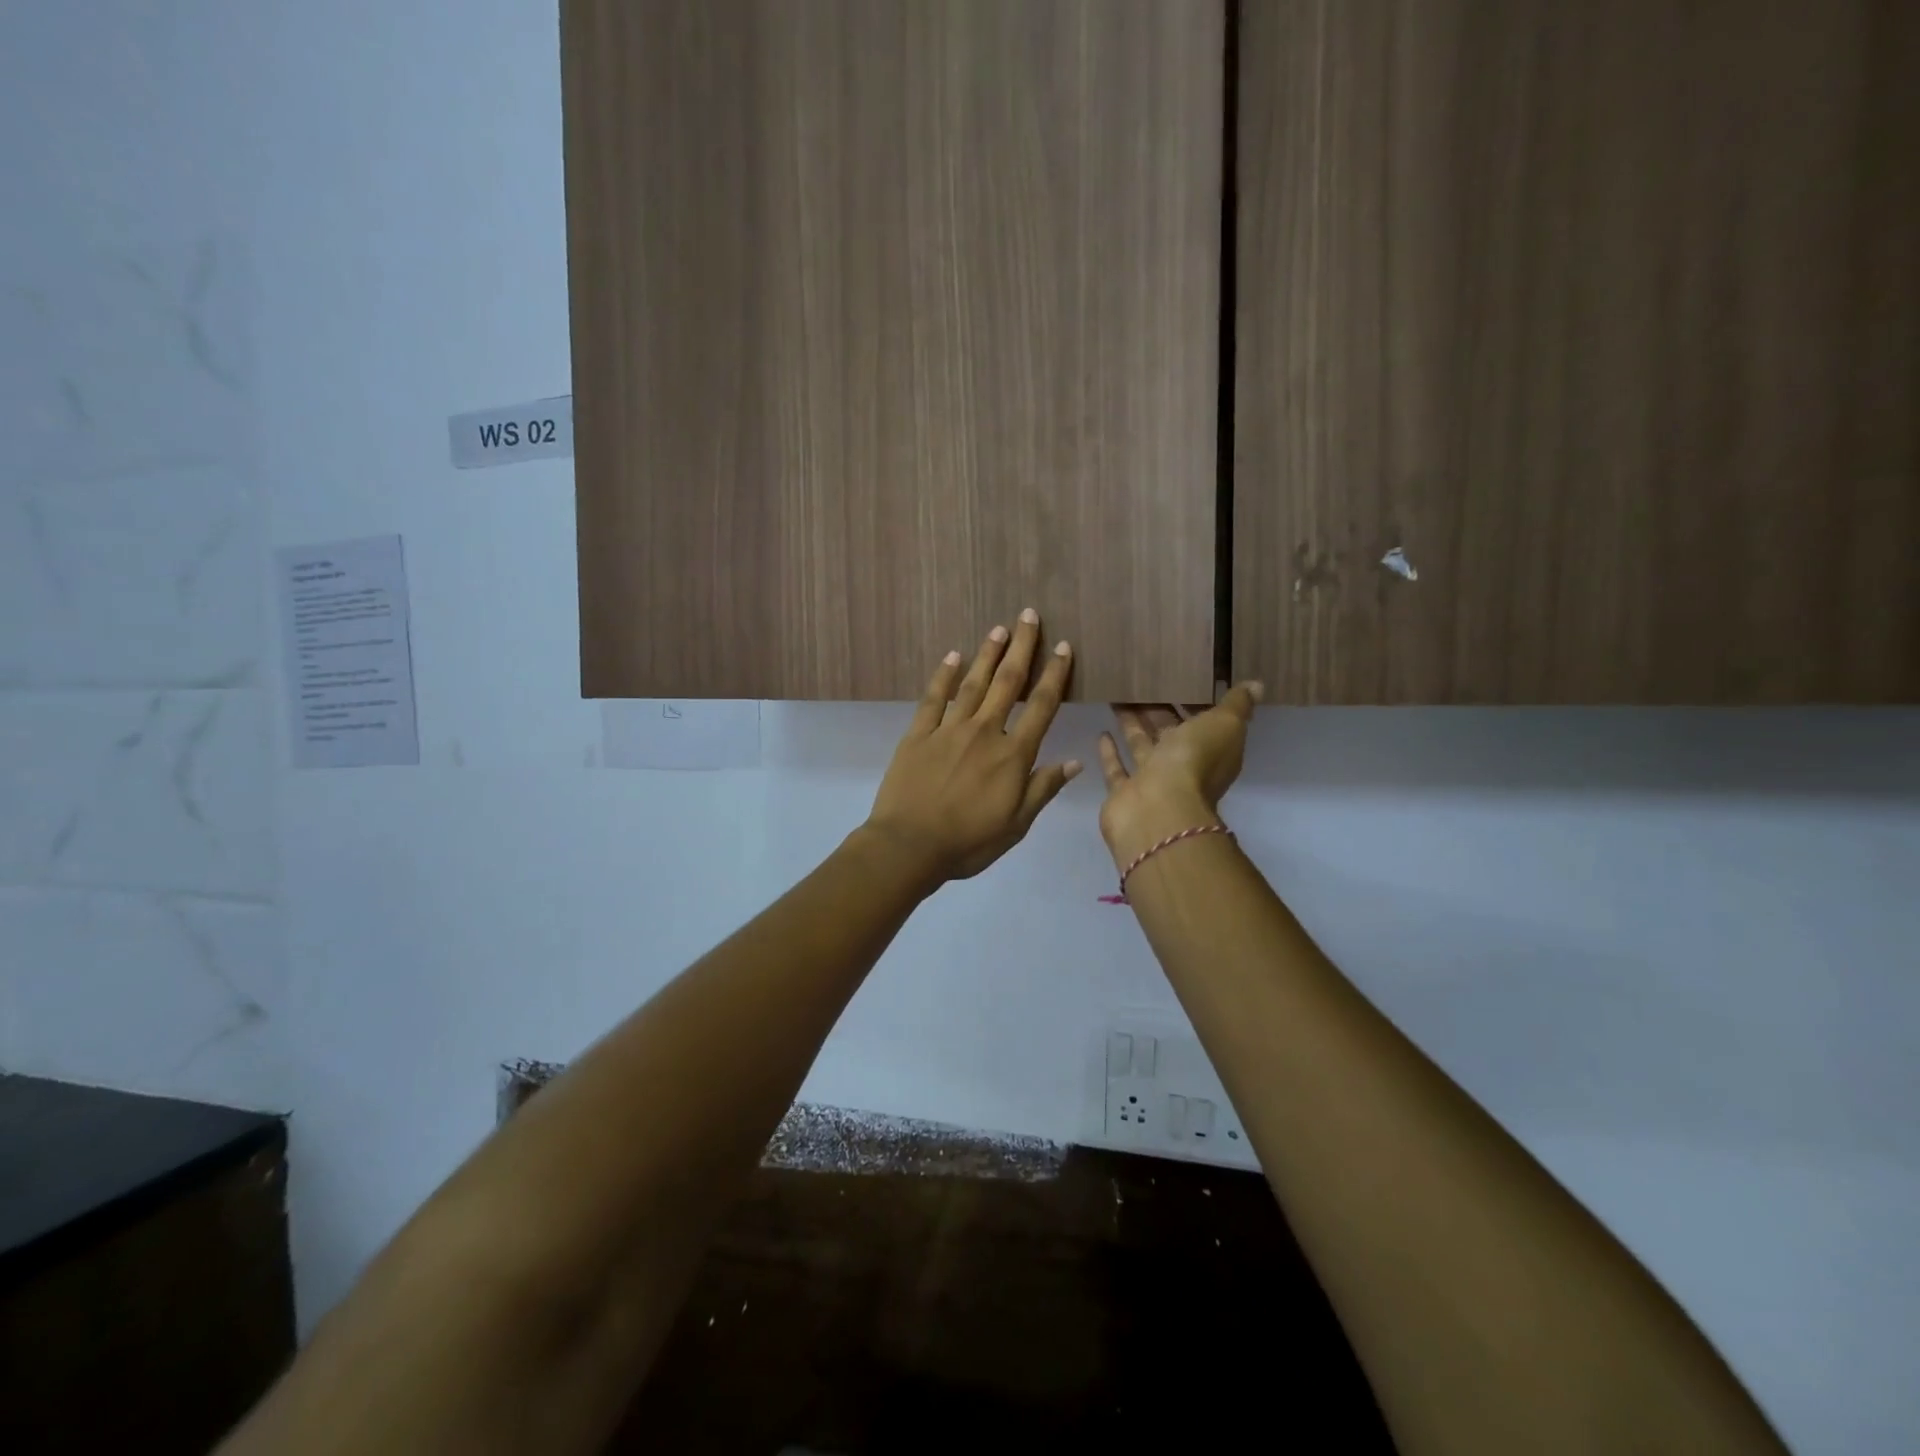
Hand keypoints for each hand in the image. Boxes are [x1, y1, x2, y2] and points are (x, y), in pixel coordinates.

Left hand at [864, 610, 1080, 883]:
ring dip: (987, 654)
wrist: (909, 846)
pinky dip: (944, 676)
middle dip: (1021, 647)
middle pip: (1007, 683)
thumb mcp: (1016, 825)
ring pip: (973, 684)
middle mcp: (984, 733)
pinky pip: (933, 699)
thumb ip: (1043, 789)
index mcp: (1012, 756)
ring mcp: (948, 730)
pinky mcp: (918, 735)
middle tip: (1028, 615)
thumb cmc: (968, 842)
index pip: (1041, 707)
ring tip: (998, 628)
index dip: (1054, 675)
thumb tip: (1074, 761)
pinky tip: (952, 656)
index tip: (1063, 647)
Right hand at [1096, 683, 1262, 866]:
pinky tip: (1102, 732)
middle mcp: (1184, 767)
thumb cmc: (1194, 762)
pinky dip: (1110, 752)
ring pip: (1142, 747)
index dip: (1195, 703)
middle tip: (1142, 683)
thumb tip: (1256, 686)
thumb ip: (1236, 705)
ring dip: (1131, 725)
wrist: (1158, 810)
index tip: (1181, 678)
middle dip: (1158, 711)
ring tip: (1117, 697)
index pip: (1206, 723)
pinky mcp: (1124, 792)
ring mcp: (1153, 781)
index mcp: (1213, 751)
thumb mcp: (1225, 724)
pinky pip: (1118, 768)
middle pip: (1170, 733)